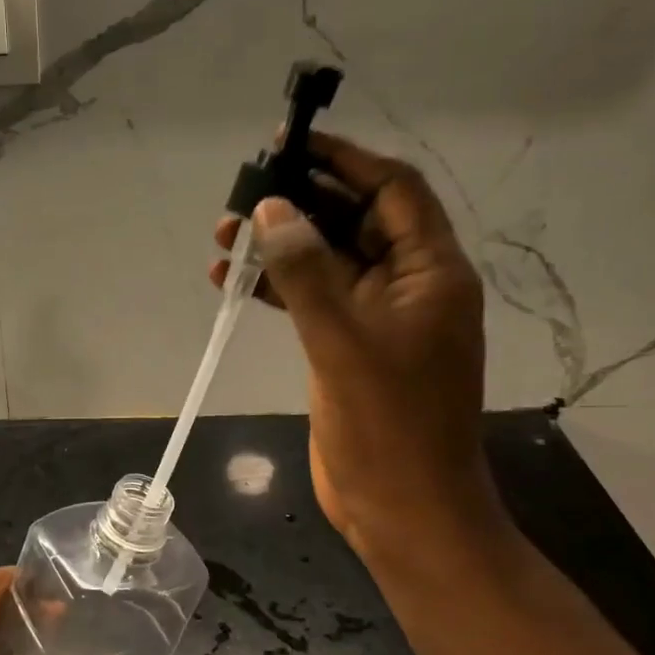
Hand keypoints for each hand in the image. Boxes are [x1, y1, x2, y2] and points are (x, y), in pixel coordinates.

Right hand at [210, 133, 497, 557]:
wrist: (402, 509)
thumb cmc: (388, 425)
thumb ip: (307, 272)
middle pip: (353, 221)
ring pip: (325, 261)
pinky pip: (310, 300)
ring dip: (279, 246)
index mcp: (430, 273)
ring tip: (223, 239)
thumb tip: (273, 209)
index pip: (392, 191)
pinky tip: (231, 281)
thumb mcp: (344, 342)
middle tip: (241, 197)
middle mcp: (407, 286)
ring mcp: (374, 319)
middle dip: (299, 204)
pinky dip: (275, 287)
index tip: (291, 145)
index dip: (346, 160)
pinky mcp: (346, 347)